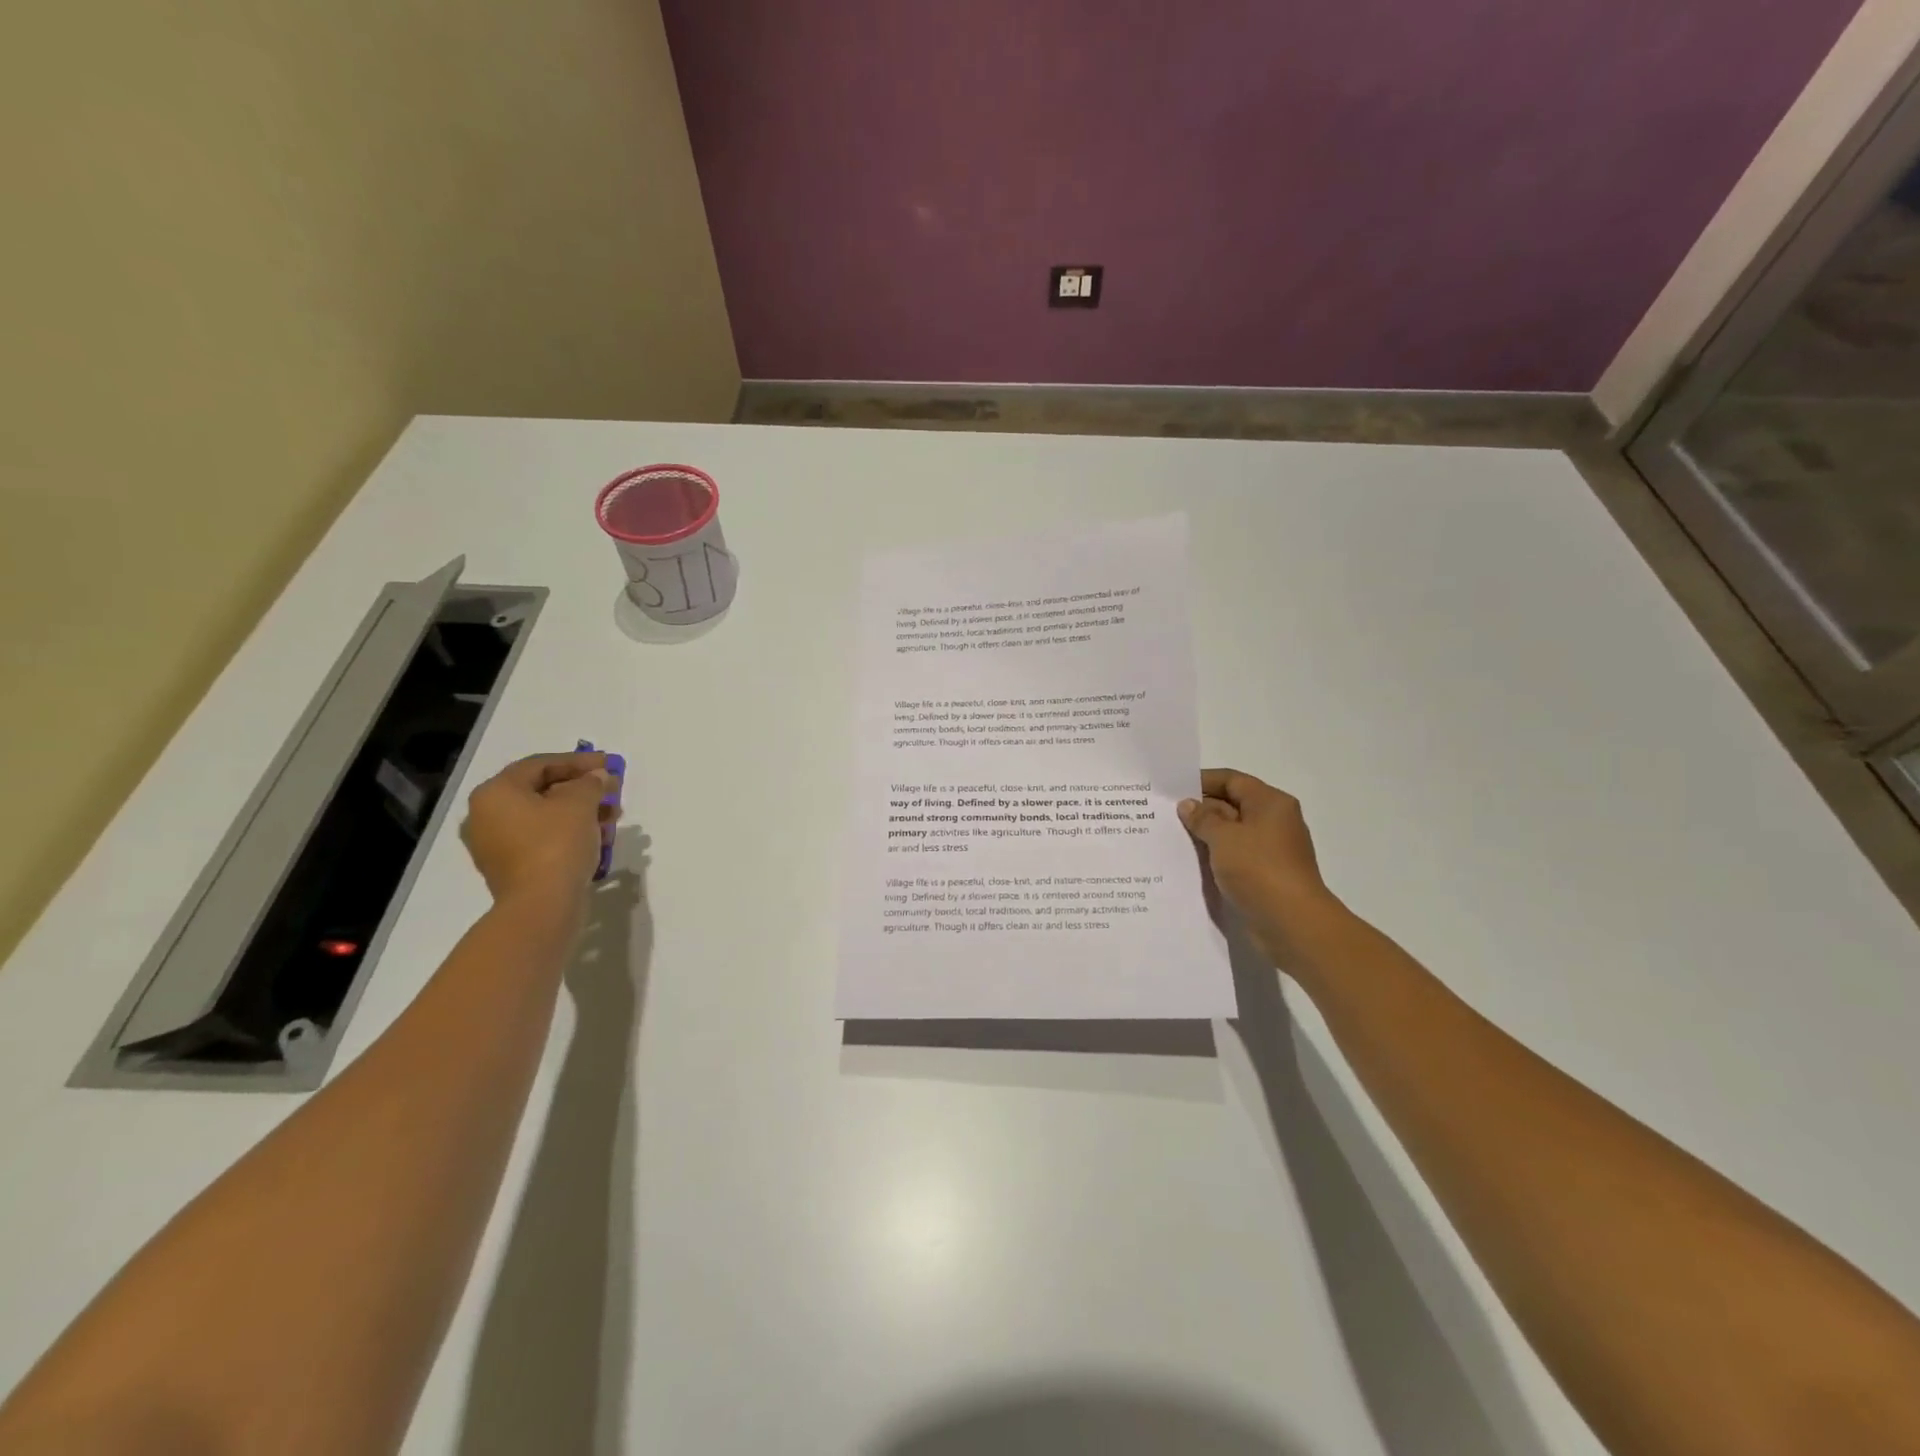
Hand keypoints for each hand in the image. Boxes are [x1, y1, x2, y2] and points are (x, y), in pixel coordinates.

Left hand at [460, 752, 618, 905]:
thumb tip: (597, 778)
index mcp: (495, 793)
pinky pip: (540, 839)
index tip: (611, 764)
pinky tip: (596, 837)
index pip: (541, 765)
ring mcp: (494, 844)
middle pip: (541, 790)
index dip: (579, 762)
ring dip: (579, 812)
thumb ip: (590, 783)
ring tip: (611, 817)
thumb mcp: (580, 803)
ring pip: (543, 816)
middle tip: (612, 790)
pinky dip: (567, 832)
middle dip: (582, 788)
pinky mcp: (509, 867)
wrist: (541, 905)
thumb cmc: (556, 844)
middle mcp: (486, 815)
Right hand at [1179, 768, 1337, 964]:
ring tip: (1168, 836)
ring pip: (1229, 834)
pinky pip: (1232, 857)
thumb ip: (1202, 818)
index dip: (1202, 781)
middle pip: (1231, 805)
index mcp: (1270, 803)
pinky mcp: (1262, 875)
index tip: (1171, 788)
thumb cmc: (1259, 869)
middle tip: (1162, 814)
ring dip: (1203, 835)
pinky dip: (1212, 856)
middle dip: (1199, 809)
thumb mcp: (1224, 837)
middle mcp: (1272, 822)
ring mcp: (1268, 850)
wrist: (1292, 923)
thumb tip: (1188, 805)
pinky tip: (1187, 861)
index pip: (1232, 781)